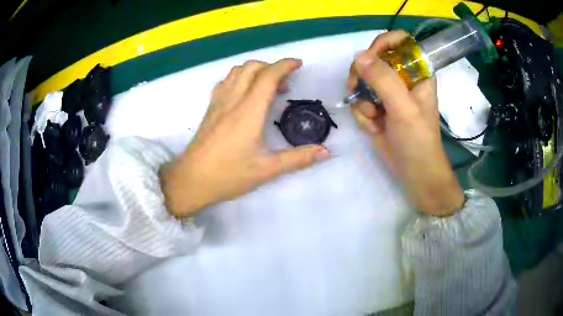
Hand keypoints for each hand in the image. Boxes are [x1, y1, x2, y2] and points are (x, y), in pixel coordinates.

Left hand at [160, 59, 329, 217]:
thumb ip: (298, 159)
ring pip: (236, 71)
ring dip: (255, 70)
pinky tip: (244, 92)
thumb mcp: (267, 170)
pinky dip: (239, 77)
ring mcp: (218, 102)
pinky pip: (225, 81)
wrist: (191, 180)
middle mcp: (233, 100)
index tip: (298, 64)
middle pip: (252, 67)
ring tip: (267, 85)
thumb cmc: (228, 175)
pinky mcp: (210, 108)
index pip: (268, 76)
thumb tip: (325, 152)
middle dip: (272, 66)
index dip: (285, 65)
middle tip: (285, 82)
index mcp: (249, 111)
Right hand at [348, 31, 463, 215]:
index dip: (382, 44)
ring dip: (362, 99)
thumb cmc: (418, 140)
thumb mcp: (404, 109)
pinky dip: (363, 114)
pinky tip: (374, 128)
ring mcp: (389, 93)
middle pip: (374, 58)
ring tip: (373, 117)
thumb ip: (384, 80)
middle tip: (358, 88)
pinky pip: (360, 100)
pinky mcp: (378, 108)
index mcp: (418, 72)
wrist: (415, 174)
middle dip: (363, 75)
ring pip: (363, 80)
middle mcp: (403, 78)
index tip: (370, 59)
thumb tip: (358, 57)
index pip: (400, 41)